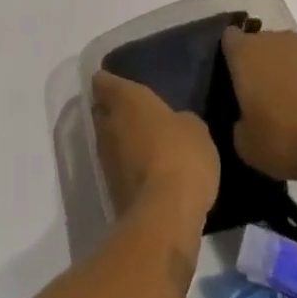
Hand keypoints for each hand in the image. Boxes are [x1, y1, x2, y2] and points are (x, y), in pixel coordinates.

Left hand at [91, 71, 219, 225]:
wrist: (165, 217)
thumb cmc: (180, 155)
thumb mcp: (194, 128)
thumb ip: (178, 121)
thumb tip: (174, 127)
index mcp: (126, 100)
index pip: (104, 82)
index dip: (107, 80)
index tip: (115, 80)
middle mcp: (109, 126)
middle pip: (102, 112)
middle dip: (112, 111)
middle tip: (133, 111)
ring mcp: (106, 162)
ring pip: (107, 142)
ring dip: (120, 142)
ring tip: (142, 142)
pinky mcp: (111, 193)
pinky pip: (117, 170)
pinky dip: (127, 168)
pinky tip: (147, 171)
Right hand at [221, 26, 296, 180]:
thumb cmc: (288, 133)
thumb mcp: (248, 148)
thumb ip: (236, 129)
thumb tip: (242, 122)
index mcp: (243, 52)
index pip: (226, 39)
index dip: (224, 58)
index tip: (225, 82)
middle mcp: (269, 39)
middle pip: (254, 46)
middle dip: (252, 68)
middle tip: (252, 101)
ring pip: (279, 56)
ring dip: (278, 76)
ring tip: (282, 110)